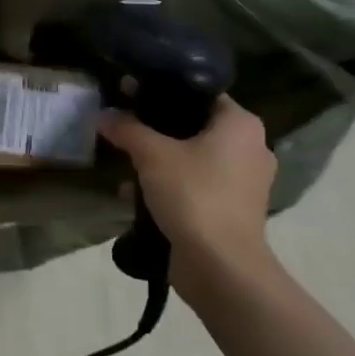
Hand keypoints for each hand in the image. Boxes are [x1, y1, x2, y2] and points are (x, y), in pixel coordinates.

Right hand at [98, 95, 277, 289]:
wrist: (220, 265)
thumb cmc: (193, 195)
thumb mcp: (151, 155)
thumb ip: (127, 129)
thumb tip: (103, 114)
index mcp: (240, 124)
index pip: (200, 92)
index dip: (162, 90)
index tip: (130, 93)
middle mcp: (251, 147)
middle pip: (195, 125)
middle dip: (157, 129)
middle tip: (124, 126)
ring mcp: (245, 181)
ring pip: (194, 157)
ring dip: (160, 160)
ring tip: (125, 163)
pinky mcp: (233, 209)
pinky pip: (196, 184)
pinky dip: (171, 185)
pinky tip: (137, 193)